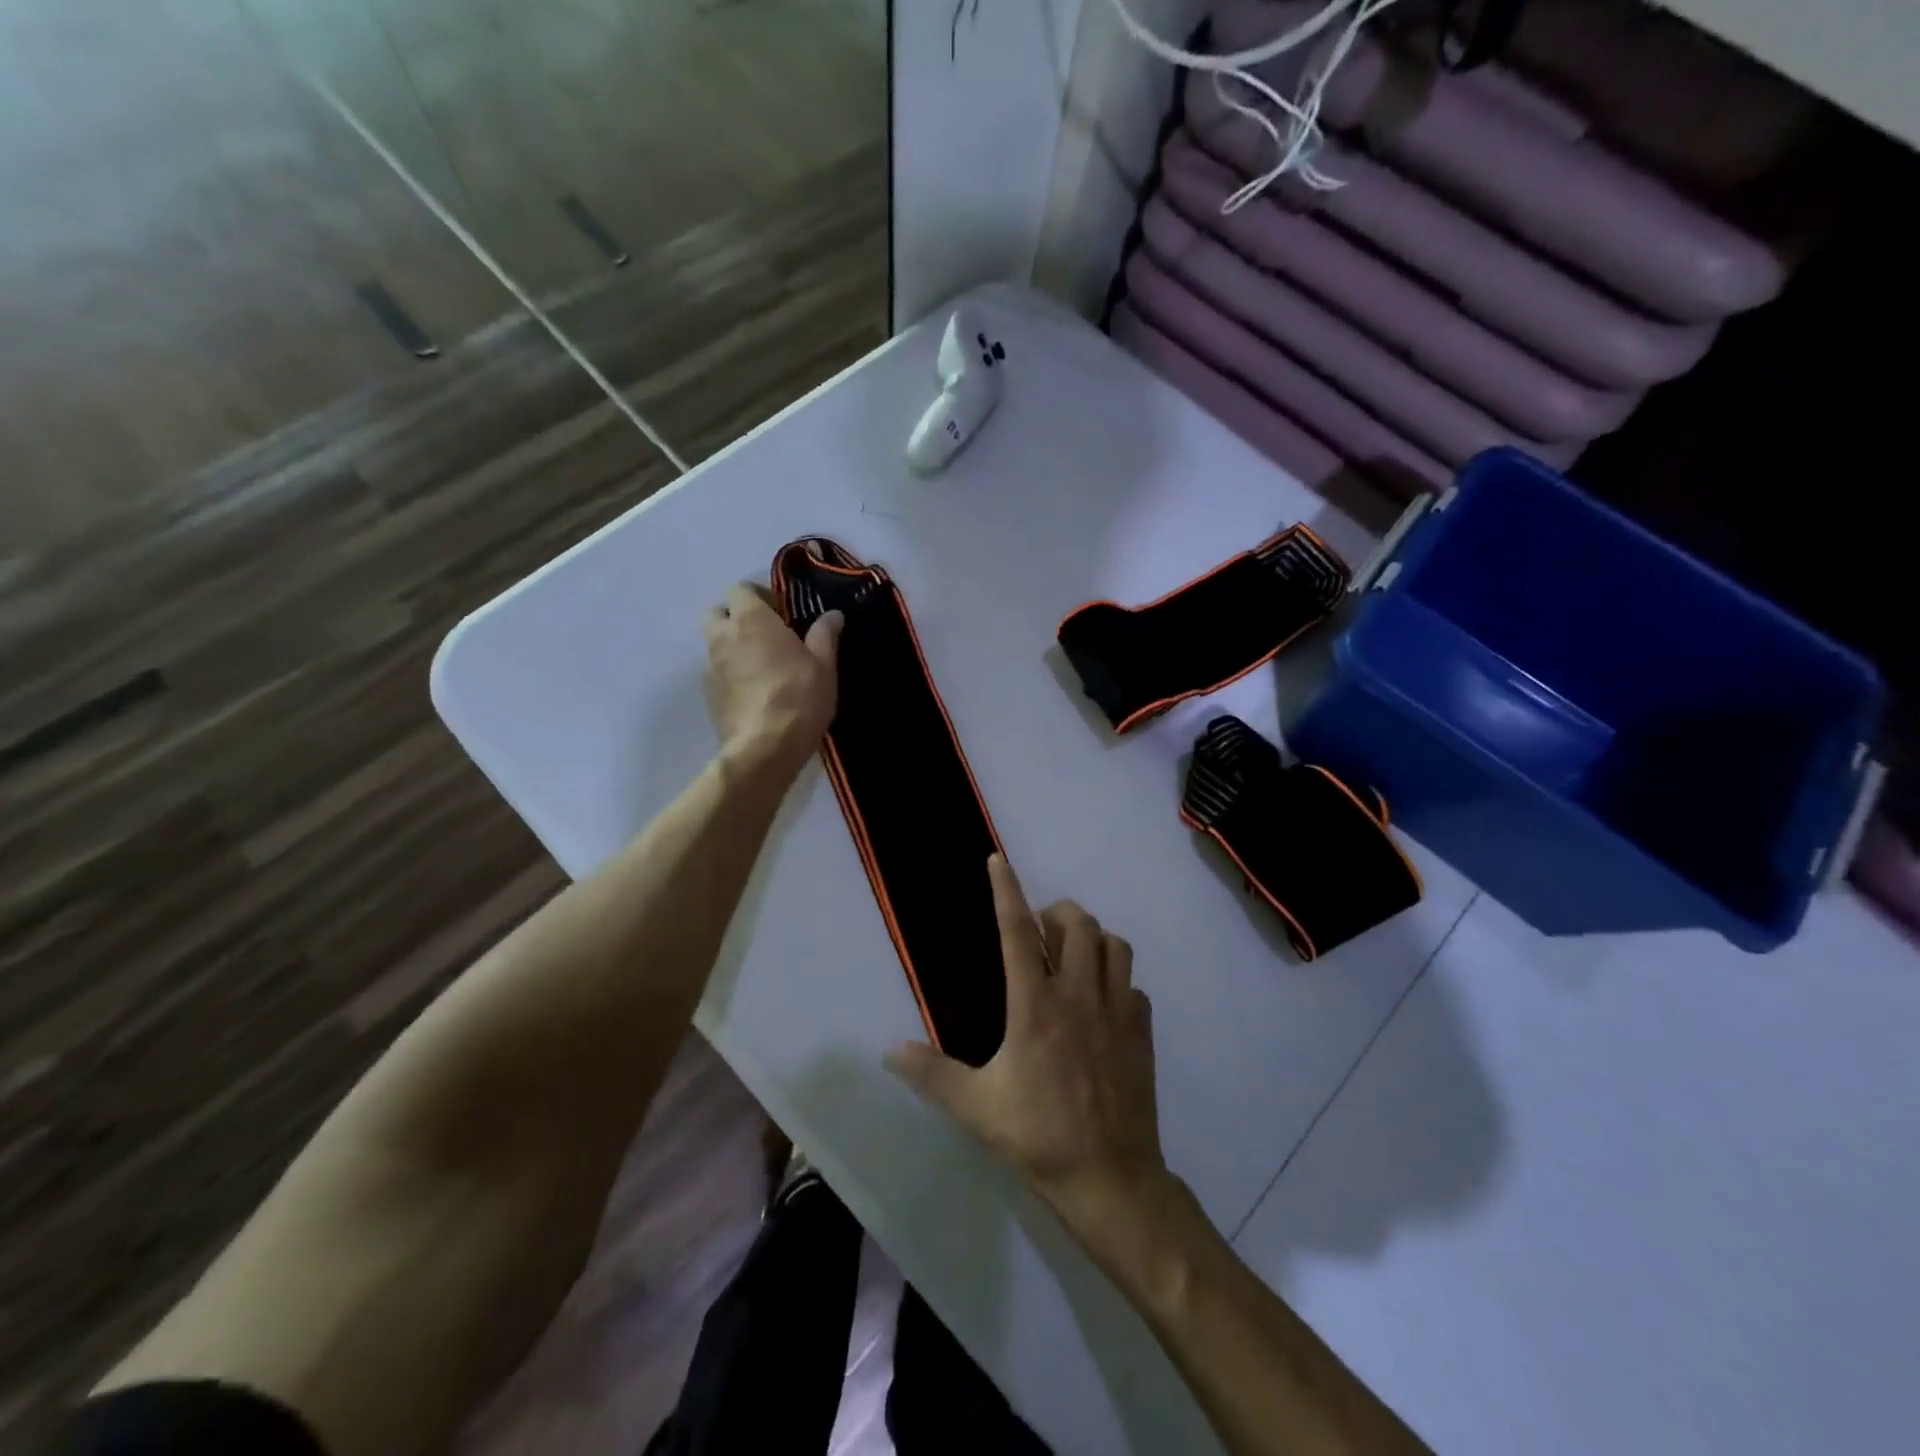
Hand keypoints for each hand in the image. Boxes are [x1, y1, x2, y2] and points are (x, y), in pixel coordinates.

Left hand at [703, 584, 840, 774]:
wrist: (766, 747)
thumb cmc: (799, 696)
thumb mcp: (824, 664)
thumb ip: (825, 634)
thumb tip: (832, 614)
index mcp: (751, 619)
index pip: (741, 589)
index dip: (760, 597)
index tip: (782, 614)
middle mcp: (722, 636)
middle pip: (718, 613)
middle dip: (737, 618)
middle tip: (766, 636)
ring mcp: (709, 666)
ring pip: (714, 644)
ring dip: (732, 647)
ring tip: (762, 667)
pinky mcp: (707, 695)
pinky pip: (715, 672)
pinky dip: (730, 673)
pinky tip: (754, 692)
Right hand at [886, 856, 1170, 1241]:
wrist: (1111, 1178)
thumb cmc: (1039, 1137)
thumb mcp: (976, 1108)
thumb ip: (932, 1075)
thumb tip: (891, 1051)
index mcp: (1036, 1006)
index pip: (1017, 932)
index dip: (1006, 890)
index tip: (998, 860)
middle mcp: (1080, 996)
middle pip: (1079, 923)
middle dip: (1058, 913)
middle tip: (1040, 932)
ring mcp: (1118, 1011)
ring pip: (1116, 945)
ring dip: (1093, 939)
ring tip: (1073, 957)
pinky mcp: (1142, 1032)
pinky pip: (1134, 985)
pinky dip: (1117, 980)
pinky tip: (1102, 1004)